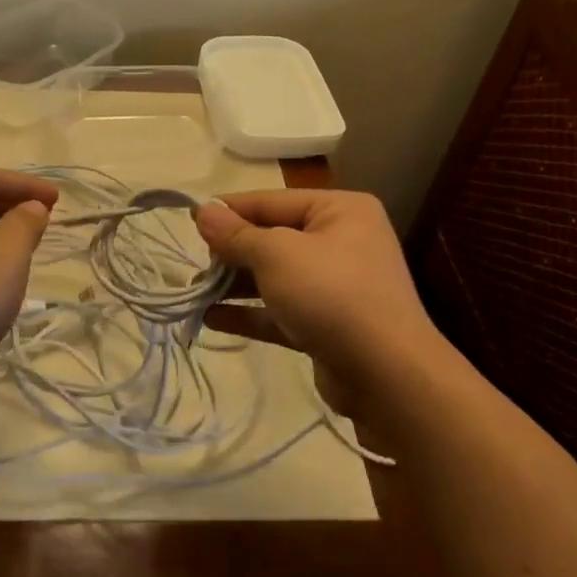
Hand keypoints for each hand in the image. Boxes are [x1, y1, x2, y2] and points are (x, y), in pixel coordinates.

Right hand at [194, 190, 441, 420]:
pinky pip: (280, 311)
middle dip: (231, 252)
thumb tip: (202, 211)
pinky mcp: (326, 325)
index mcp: (340, 211)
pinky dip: (249, 313)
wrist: (386, 375)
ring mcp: (335, 286)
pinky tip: (211, 318)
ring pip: (274, 277)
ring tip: (195, 293)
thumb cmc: (331, 294)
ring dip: (235, 284)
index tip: (190, 222)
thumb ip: (235, 234)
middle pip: (273, 238)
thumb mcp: (276, 255)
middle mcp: (341, 242)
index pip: (272, 201)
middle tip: (195, 264)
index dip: (230, 210)